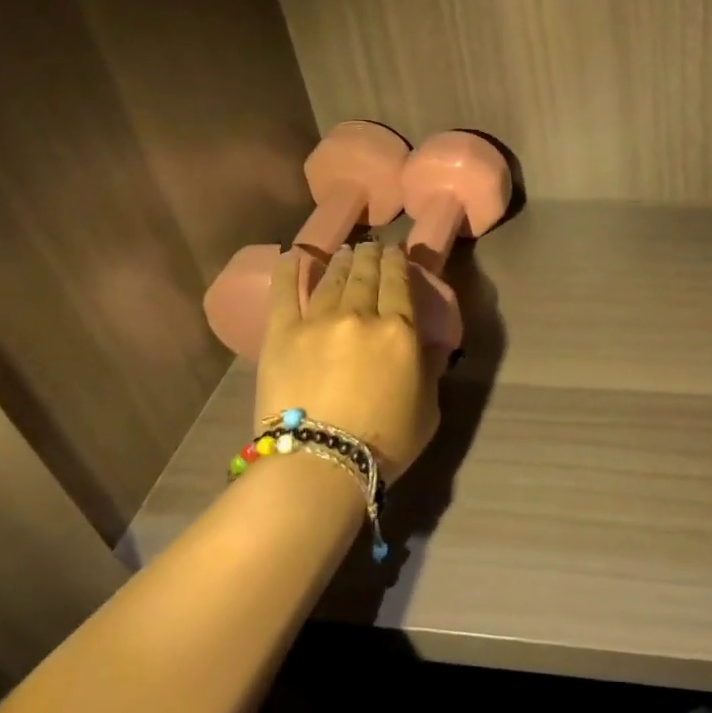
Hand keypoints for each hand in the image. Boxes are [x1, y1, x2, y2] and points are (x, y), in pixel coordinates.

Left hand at [255, 242, 441, 480]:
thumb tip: (427, 346)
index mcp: (400, 330)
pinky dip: (291, 271)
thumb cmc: (384, 444)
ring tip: (344, 253)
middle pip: (366, 275)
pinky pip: (286, 292)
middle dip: (370, 256)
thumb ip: (429, 370)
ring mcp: (318, 321)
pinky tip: (295, 256)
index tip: (396, 253)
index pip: (399, 283)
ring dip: (341, 262)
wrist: (320, 464)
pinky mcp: (282, 334)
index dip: (398, 263)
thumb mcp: (428, 409)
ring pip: (332, 279)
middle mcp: (361, 315)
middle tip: (371, 248)